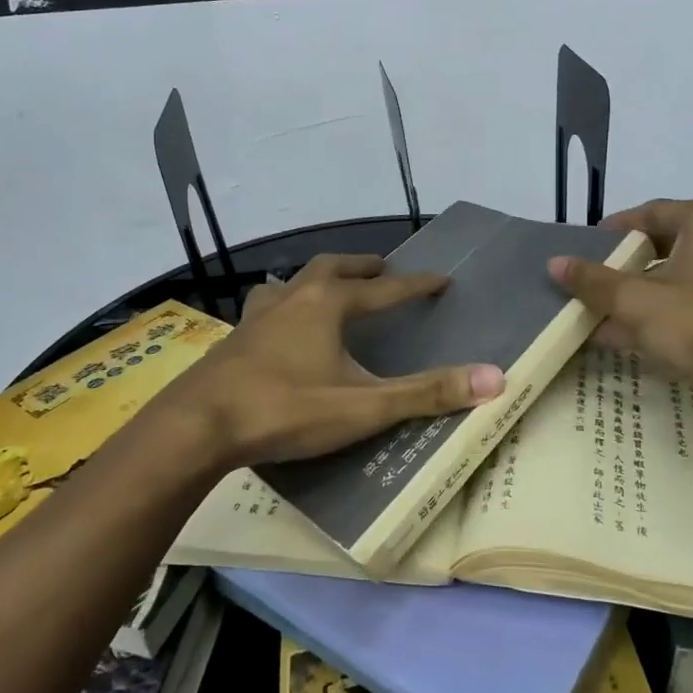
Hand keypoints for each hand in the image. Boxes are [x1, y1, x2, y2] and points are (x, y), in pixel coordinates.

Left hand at [157, 253, 504, 471]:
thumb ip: (426, 393)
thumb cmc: (286, 409)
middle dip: (363, 267)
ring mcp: (258, 314)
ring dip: (319, 279)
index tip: (442, 280)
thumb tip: (494, 377)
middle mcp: (294, 297)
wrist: (198, 425)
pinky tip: (280, 326)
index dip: (417, 285)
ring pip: (294, 281)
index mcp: (328, 304)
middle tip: (383, 270)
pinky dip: (285, 304)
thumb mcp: (363, 406)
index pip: (385, 289)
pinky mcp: (235, 337)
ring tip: (331, 289)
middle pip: (334, 268)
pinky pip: (266, 306)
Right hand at [548, 198, 692, 415]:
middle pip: (660, 250)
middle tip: (578, 284)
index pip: (650, 213)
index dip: (611, 230)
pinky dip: (653, 323)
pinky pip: (685, 314)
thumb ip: (595, 282)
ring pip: (670, 286)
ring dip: (631, 302)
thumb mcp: (639, 302)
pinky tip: (615, 341)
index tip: (578, 248)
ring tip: (585, 315)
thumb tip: (554, 262)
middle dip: (617, 271)